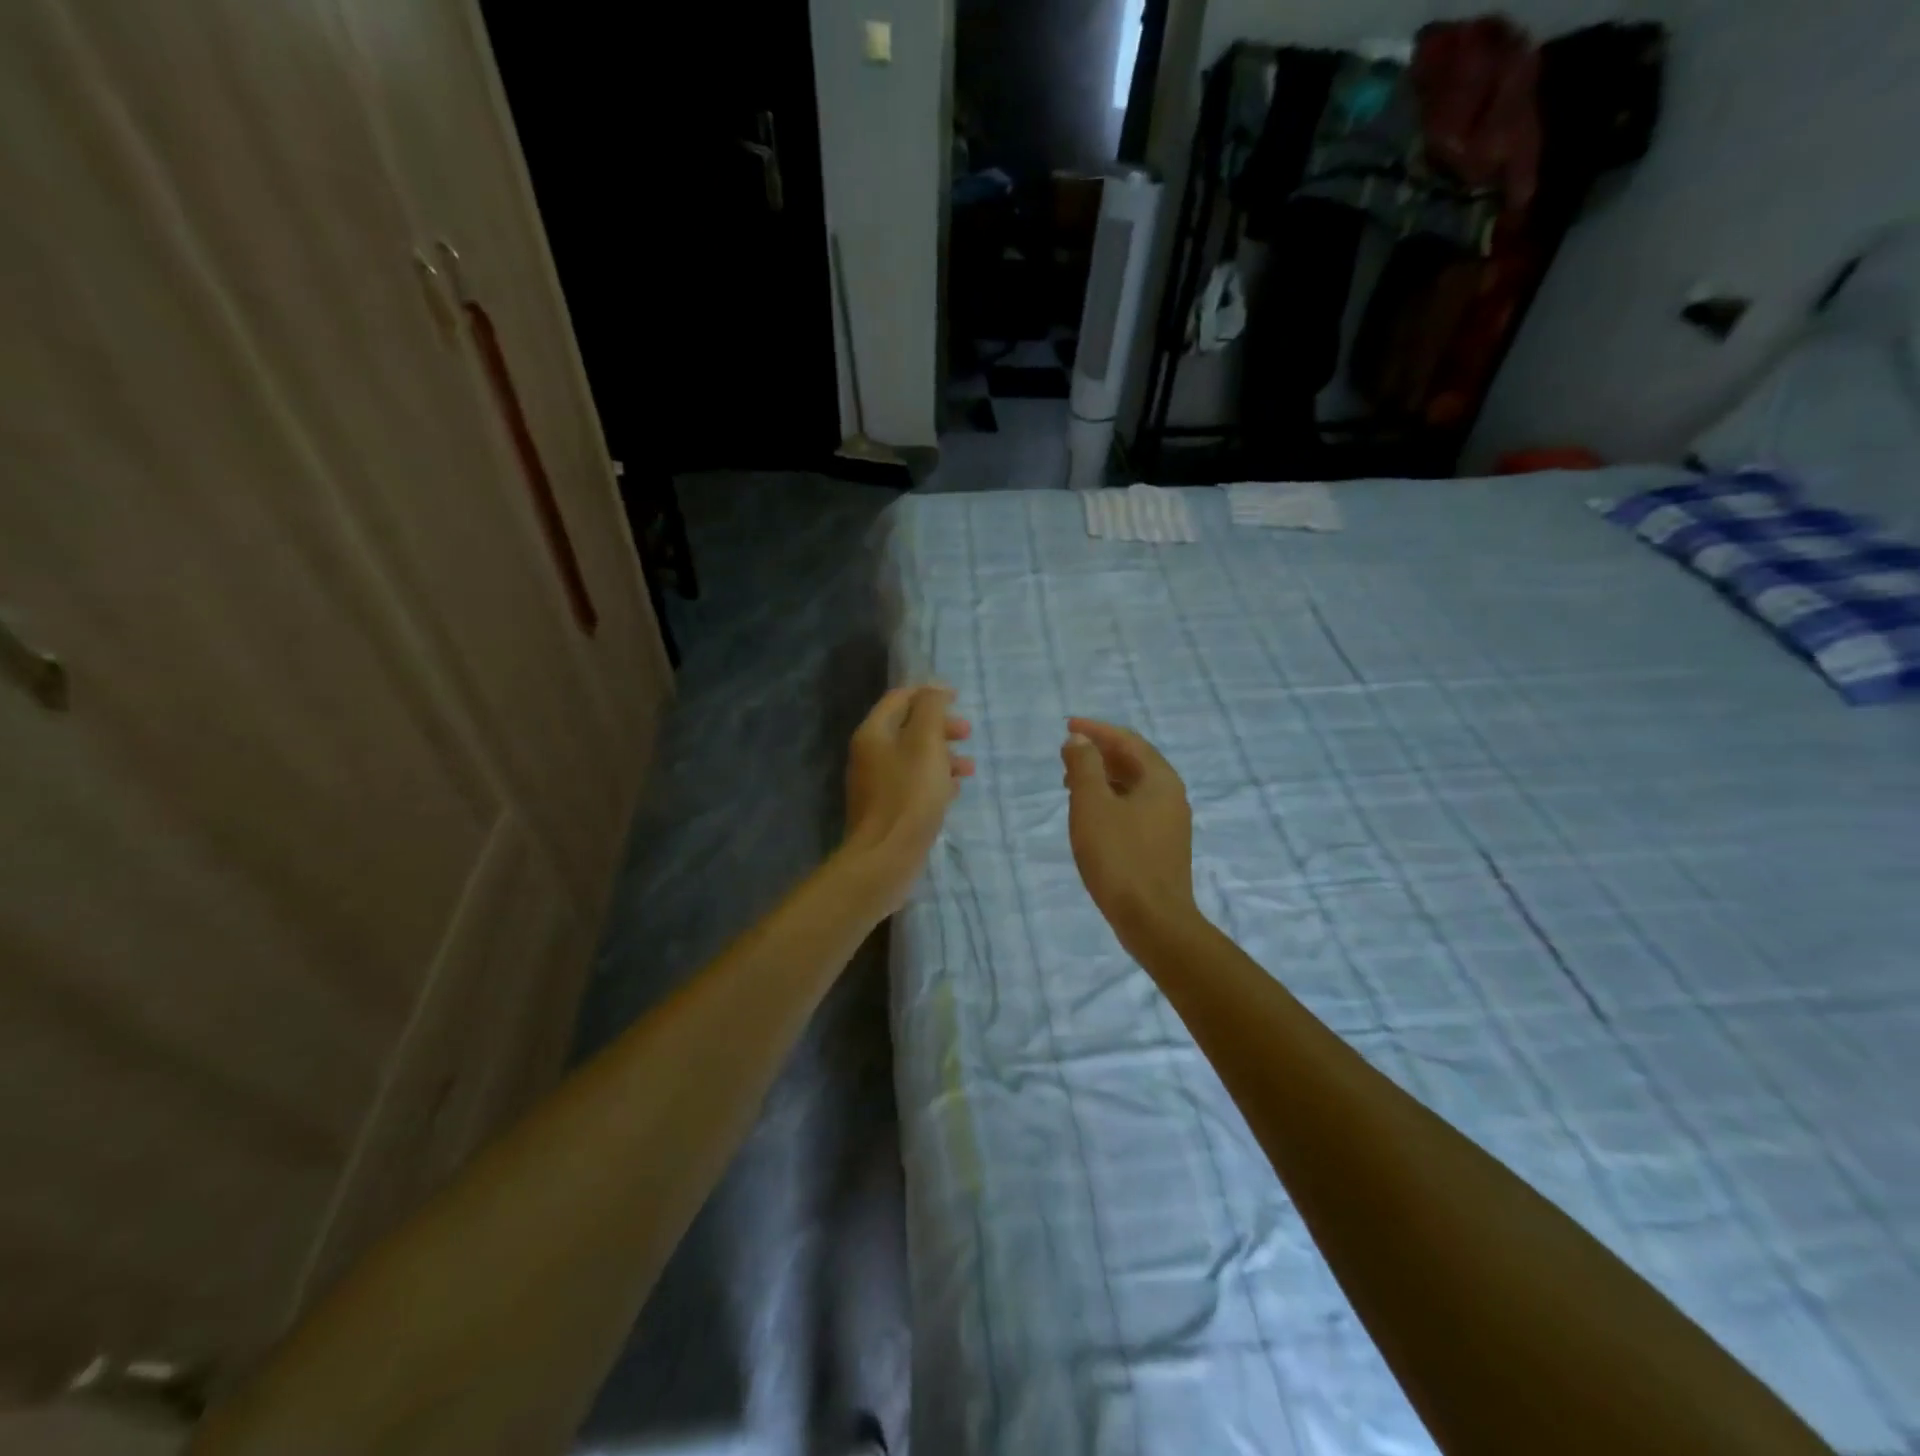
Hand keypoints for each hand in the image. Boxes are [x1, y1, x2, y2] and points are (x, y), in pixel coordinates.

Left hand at [844, 685, 974, 909]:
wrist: (885, 858)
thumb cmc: (909, 795)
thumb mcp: (925, 744)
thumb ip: (931, 710)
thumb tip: (935, 690)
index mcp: (874, 733)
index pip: (900, 698)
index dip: (929, 694)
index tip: (958, 698)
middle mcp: (870, 755)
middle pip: (908, 728)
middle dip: (940, 727)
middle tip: (967, 734)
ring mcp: (877, 784)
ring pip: (914, 758)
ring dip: (943, 755)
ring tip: (969, 768)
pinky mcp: (887, 809)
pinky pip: (913, 784)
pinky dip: (935, 780)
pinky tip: (954, 791)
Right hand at [1060, 717, 1196, 945]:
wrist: (1153, 920)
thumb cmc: (1119, 857)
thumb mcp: (1092, 805)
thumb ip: (1084, 766)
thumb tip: (1080, 740)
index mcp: (1160, 779)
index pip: (1127, 740)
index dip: (1096, 730)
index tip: (1067, 726)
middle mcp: (1171, 795)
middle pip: (1133, 761)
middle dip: (1099, 753)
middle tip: (1067, 755)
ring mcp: (1170, 822)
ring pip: (1133, 787)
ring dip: (1103, 778)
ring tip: (1071, 783)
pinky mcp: (1162, 846)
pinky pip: (1135, 808)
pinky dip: (1111, 800)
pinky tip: (1091, 816)